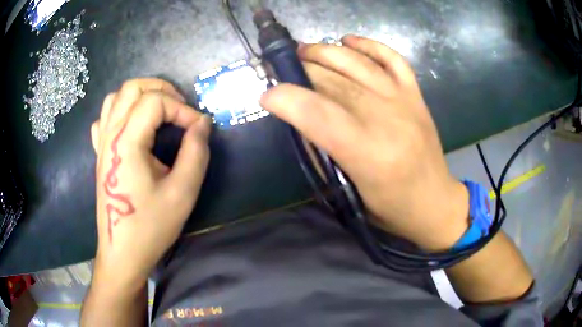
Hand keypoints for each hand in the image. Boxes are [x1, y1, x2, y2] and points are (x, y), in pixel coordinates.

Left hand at [90, 78, 210, 285]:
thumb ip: (196, 152)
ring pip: (116, 97)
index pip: (156, 101)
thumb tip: (202, 123)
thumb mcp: (182, 193)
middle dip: (162, 90)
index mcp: (127, 142)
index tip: (198, 128)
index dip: (182, 108)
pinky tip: (132, 126)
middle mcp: (110, 135)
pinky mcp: (100, 154)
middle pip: (132, 88)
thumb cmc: (150, 226)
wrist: (122, 252)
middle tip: (180, 109)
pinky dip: (120, 111)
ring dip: (140, 95)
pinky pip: (104, 118)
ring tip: (159, 110)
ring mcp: (101, 144)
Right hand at [261, 35, 468, 250]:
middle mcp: (386, 119)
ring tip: (304, 51)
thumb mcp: (350, 191)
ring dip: (325, 51)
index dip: (286, 99)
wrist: (434, 202)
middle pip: (333, 82)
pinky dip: (369, 45)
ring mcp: (404, 101)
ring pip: (358, 62)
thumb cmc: (391, 208)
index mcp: (367, 153)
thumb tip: (302, 119)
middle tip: (281, 69)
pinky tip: (348, 41)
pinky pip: (392, 58)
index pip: (317, 113)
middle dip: (300, 70)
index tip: (267, 96)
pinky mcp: (416, 95)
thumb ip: (325, 153)